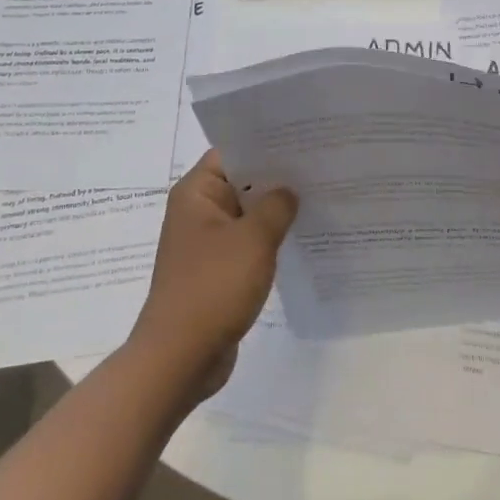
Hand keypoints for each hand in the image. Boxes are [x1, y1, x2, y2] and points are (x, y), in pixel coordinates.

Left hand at [129, 151, 296, 399]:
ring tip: (318, 198)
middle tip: (320, 166)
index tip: (303, 140)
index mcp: (197, 192)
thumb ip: (276, 206)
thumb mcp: (254, 239)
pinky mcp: (216, 271)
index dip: (266, 144)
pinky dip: (268, 240)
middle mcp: (197, 211)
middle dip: (277, 178)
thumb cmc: (213, 287)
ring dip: (275, 212)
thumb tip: (288, 191)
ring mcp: (206, 242)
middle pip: (241, 181)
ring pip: (247, 214)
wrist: (179, 359)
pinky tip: (300, 238)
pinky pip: (246, 243)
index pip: (233, 151)